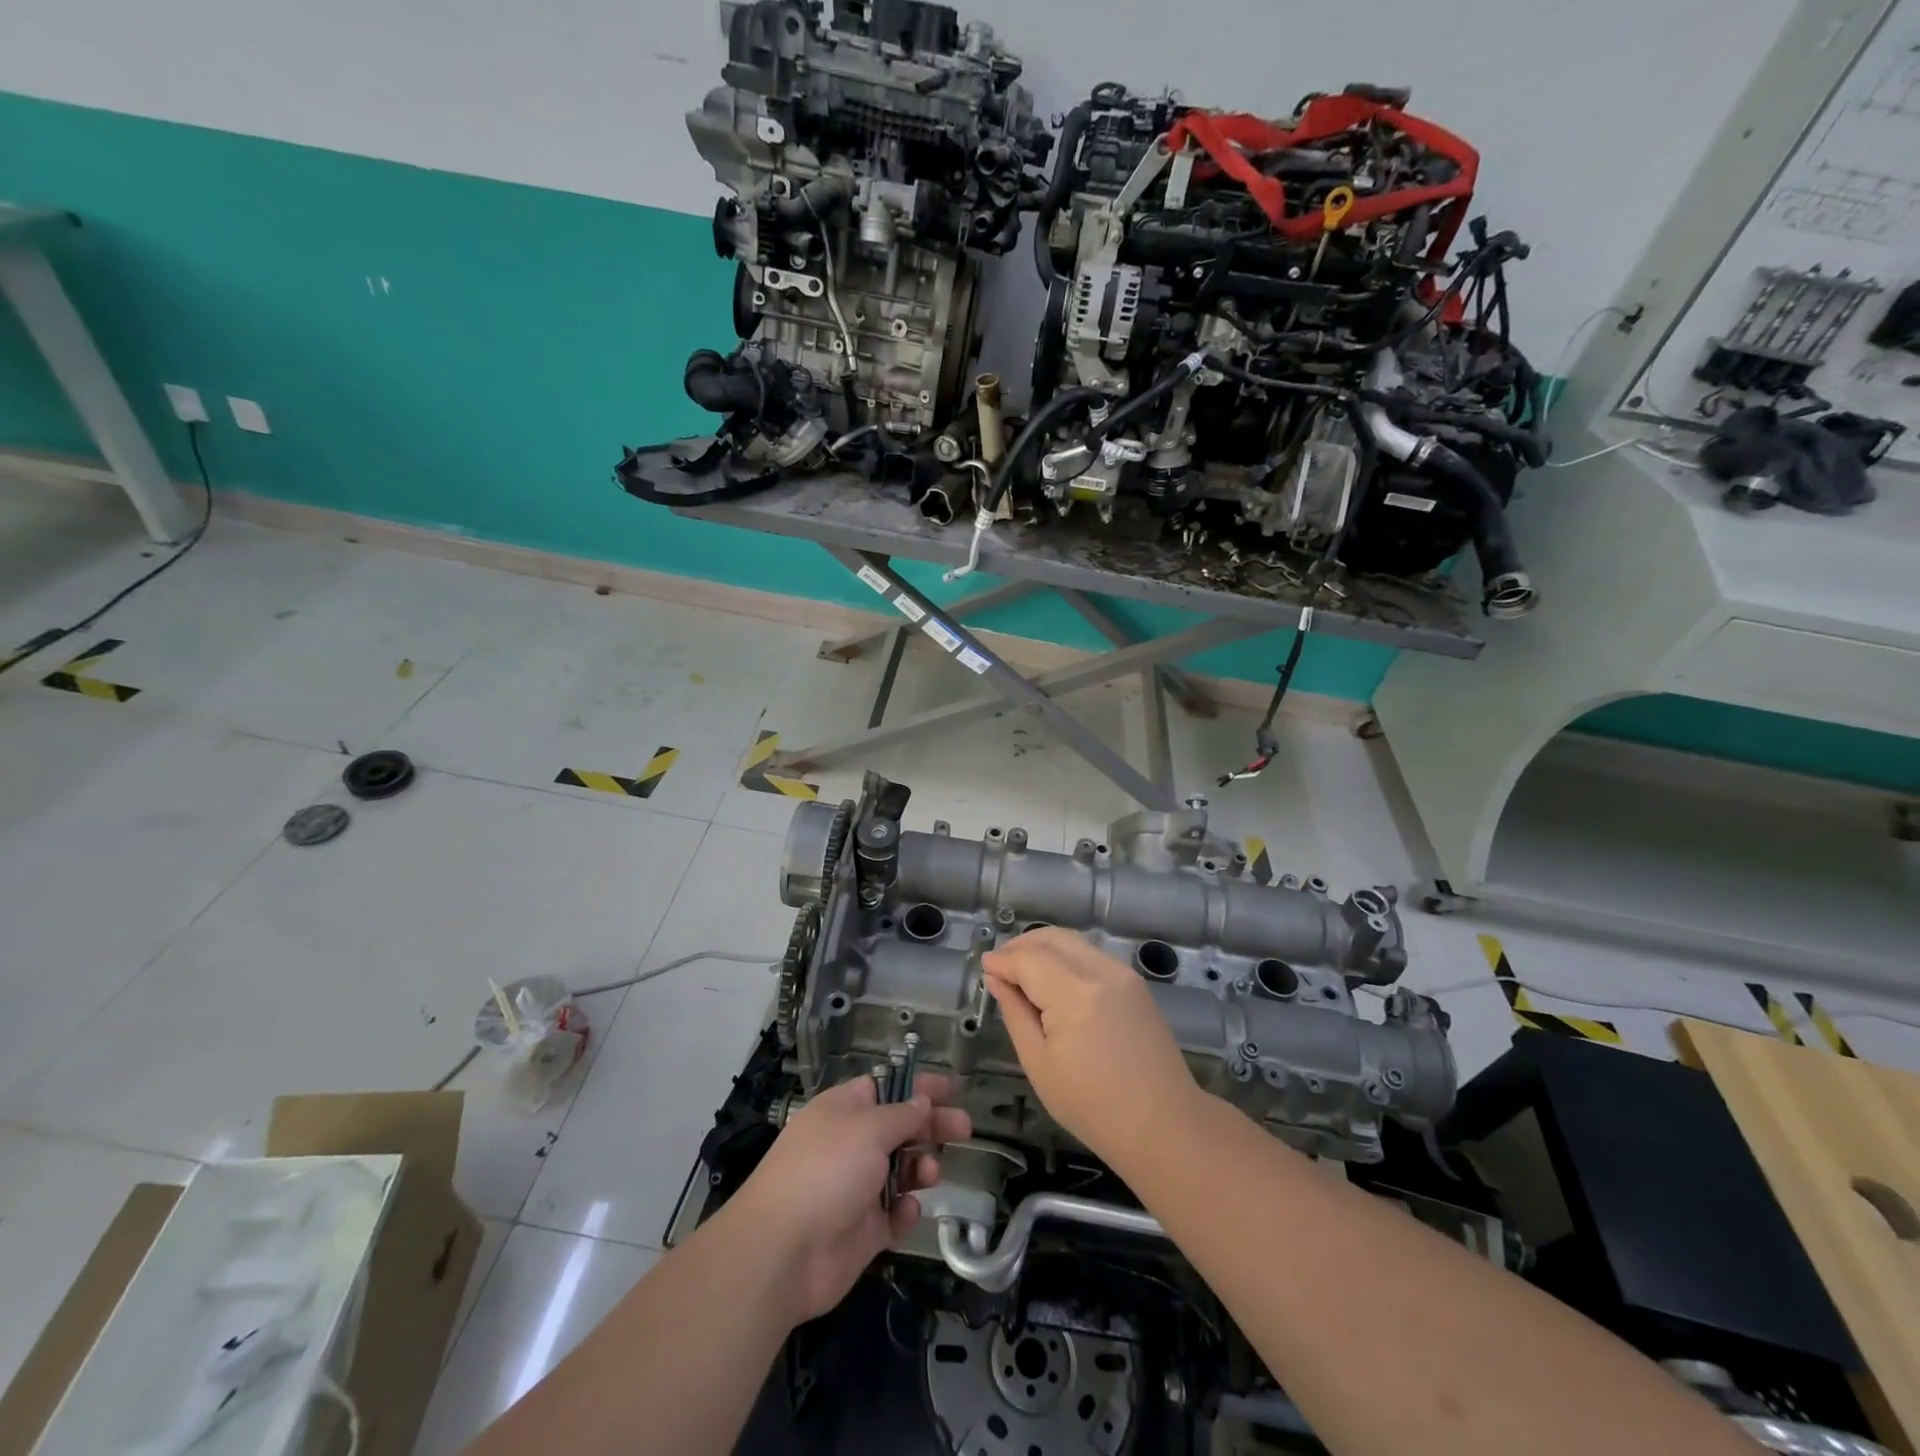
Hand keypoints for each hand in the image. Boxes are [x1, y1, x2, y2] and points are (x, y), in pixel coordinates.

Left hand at [727, 1073, 970, 1324]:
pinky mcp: (862, 1231)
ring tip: (930, 1174)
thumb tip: (921, 1102)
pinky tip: (907, 1211)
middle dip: (931, 1127)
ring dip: (921, 1168)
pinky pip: (894, 1215)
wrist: (784, 1252)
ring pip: (901, 1171)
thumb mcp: (868, 1129)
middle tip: (964, 1128)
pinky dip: (905, 1211)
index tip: (949, 1089)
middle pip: (899, 1128)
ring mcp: (856, 1189)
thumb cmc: (826, 1171)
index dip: (917, 1087)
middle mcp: (850, 1145)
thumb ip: (901, 1115)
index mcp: (844, 1111)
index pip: (886, 1089)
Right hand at [983, 928, 1198, 1167]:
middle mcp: (1100, 971)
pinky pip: (1090, 954)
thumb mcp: (1039, 1064)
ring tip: (1021, 972)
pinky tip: (1052, 979)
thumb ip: (1015, 1013)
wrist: (1163, 1124)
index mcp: (1075, 994)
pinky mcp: (1134, 981)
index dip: (1002, 960)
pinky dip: (1065, 956)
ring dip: (1042, 947)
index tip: (984, 968)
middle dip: (1020, 946)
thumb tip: (997, 978)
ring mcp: (1122, 973)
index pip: (1028, 960)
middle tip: (999, 966)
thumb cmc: (1093, 1106)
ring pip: (1072, 941)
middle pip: (1051, 938)